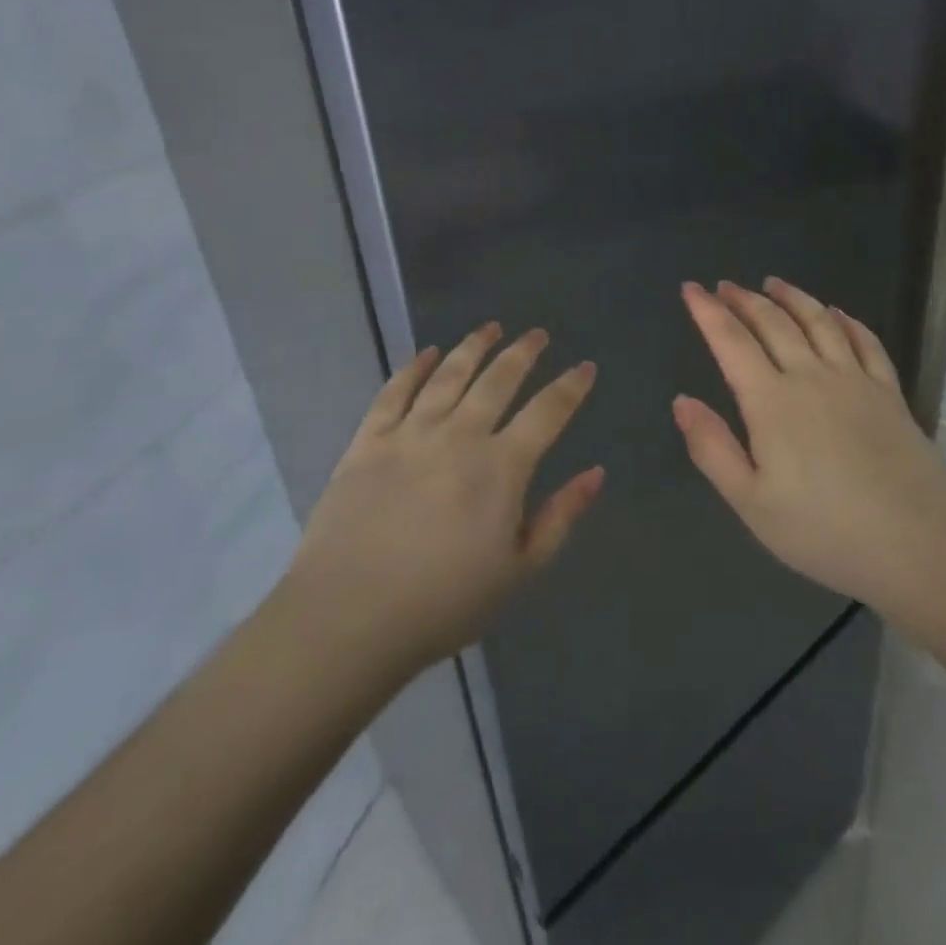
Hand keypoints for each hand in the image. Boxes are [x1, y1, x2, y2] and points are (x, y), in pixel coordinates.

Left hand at [283, 324, 603, 678]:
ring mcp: (410, 433)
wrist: (349, 617)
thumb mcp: (520, 571)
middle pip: (498, 380)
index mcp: (501, 467)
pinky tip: (428, 353)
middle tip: (537, 334)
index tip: (585, 366)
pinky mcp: (368, 441)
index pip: (548, 412)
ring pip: (449, 375)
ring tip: (490, 327)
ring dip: (473, 347)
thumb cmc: (444, 602)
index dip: (571, 386)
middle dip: (523, 352)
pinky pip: (395, 391)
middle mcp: (460, 435)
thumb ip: (561, 517)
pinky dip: (414, 367)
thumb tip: (596, 472)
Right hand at [673, 278, 945, 611]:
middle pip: (773, 323)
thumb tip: (681, 401)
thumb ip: (712, 448)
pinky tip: (837, 313)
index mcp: (772, 401)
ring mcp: (855, 380)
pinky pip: (865, 342)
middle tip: (725, 285)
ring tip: (773, 283)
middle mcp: (811, 376)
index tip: (691, 288)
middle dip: (744, 300)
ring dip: (792, 297)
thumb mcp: (751, 502)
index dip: (708, 312)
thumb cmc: (825, 530)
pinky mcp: (889, 392)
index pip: (731, 342)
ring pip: (818, 322)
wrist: (920, 543)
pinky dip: (846, 321)